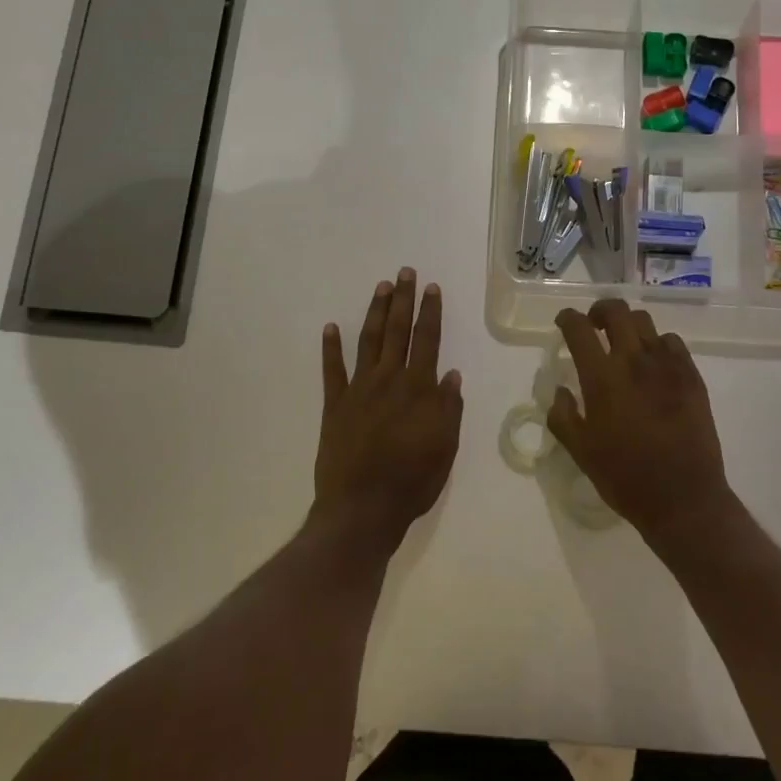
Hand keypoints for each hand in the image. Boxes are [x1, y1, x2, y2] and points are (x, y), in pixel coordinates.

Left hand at [314, 267, 463, 553]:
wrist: (362, 508)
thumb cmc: (412, 481)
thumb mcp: (445, 447)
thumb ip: (449, 408)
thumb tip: (450, 374)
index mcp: (419, 389)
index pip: (427, 340)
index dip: (430, 312)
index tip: (432, 288)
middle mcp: (388, 380)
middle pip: (397, 332)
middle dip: (403, 300)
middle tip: (405, 272)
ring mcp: (358, 390)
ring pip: (368, 342)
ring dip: (375, 313)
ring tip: (381, 287)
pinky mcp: (334, 406)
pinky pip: (331, 371)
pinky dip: (330, 348)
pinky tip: (330, 327)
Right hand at [547, 300, 740, 546]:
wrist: (683, 497)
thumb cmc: (625, 477)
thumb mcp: (580, 452)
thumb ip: (563, 416)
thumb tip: (562, 391)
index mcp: (602, 379)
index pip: (579, 329)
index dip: (568, 318)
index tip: (564, 321)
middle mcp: (634, 361)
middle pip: (616, 311)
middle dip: (600, 310)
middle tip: (594, 325)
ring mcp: (667, 366)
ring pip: (645, 322)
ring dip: (629, 326)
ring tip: (625, 343)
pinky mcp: (692, 376)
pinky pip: (673, 342)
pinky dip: (658, 343)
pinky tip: (654, 363)